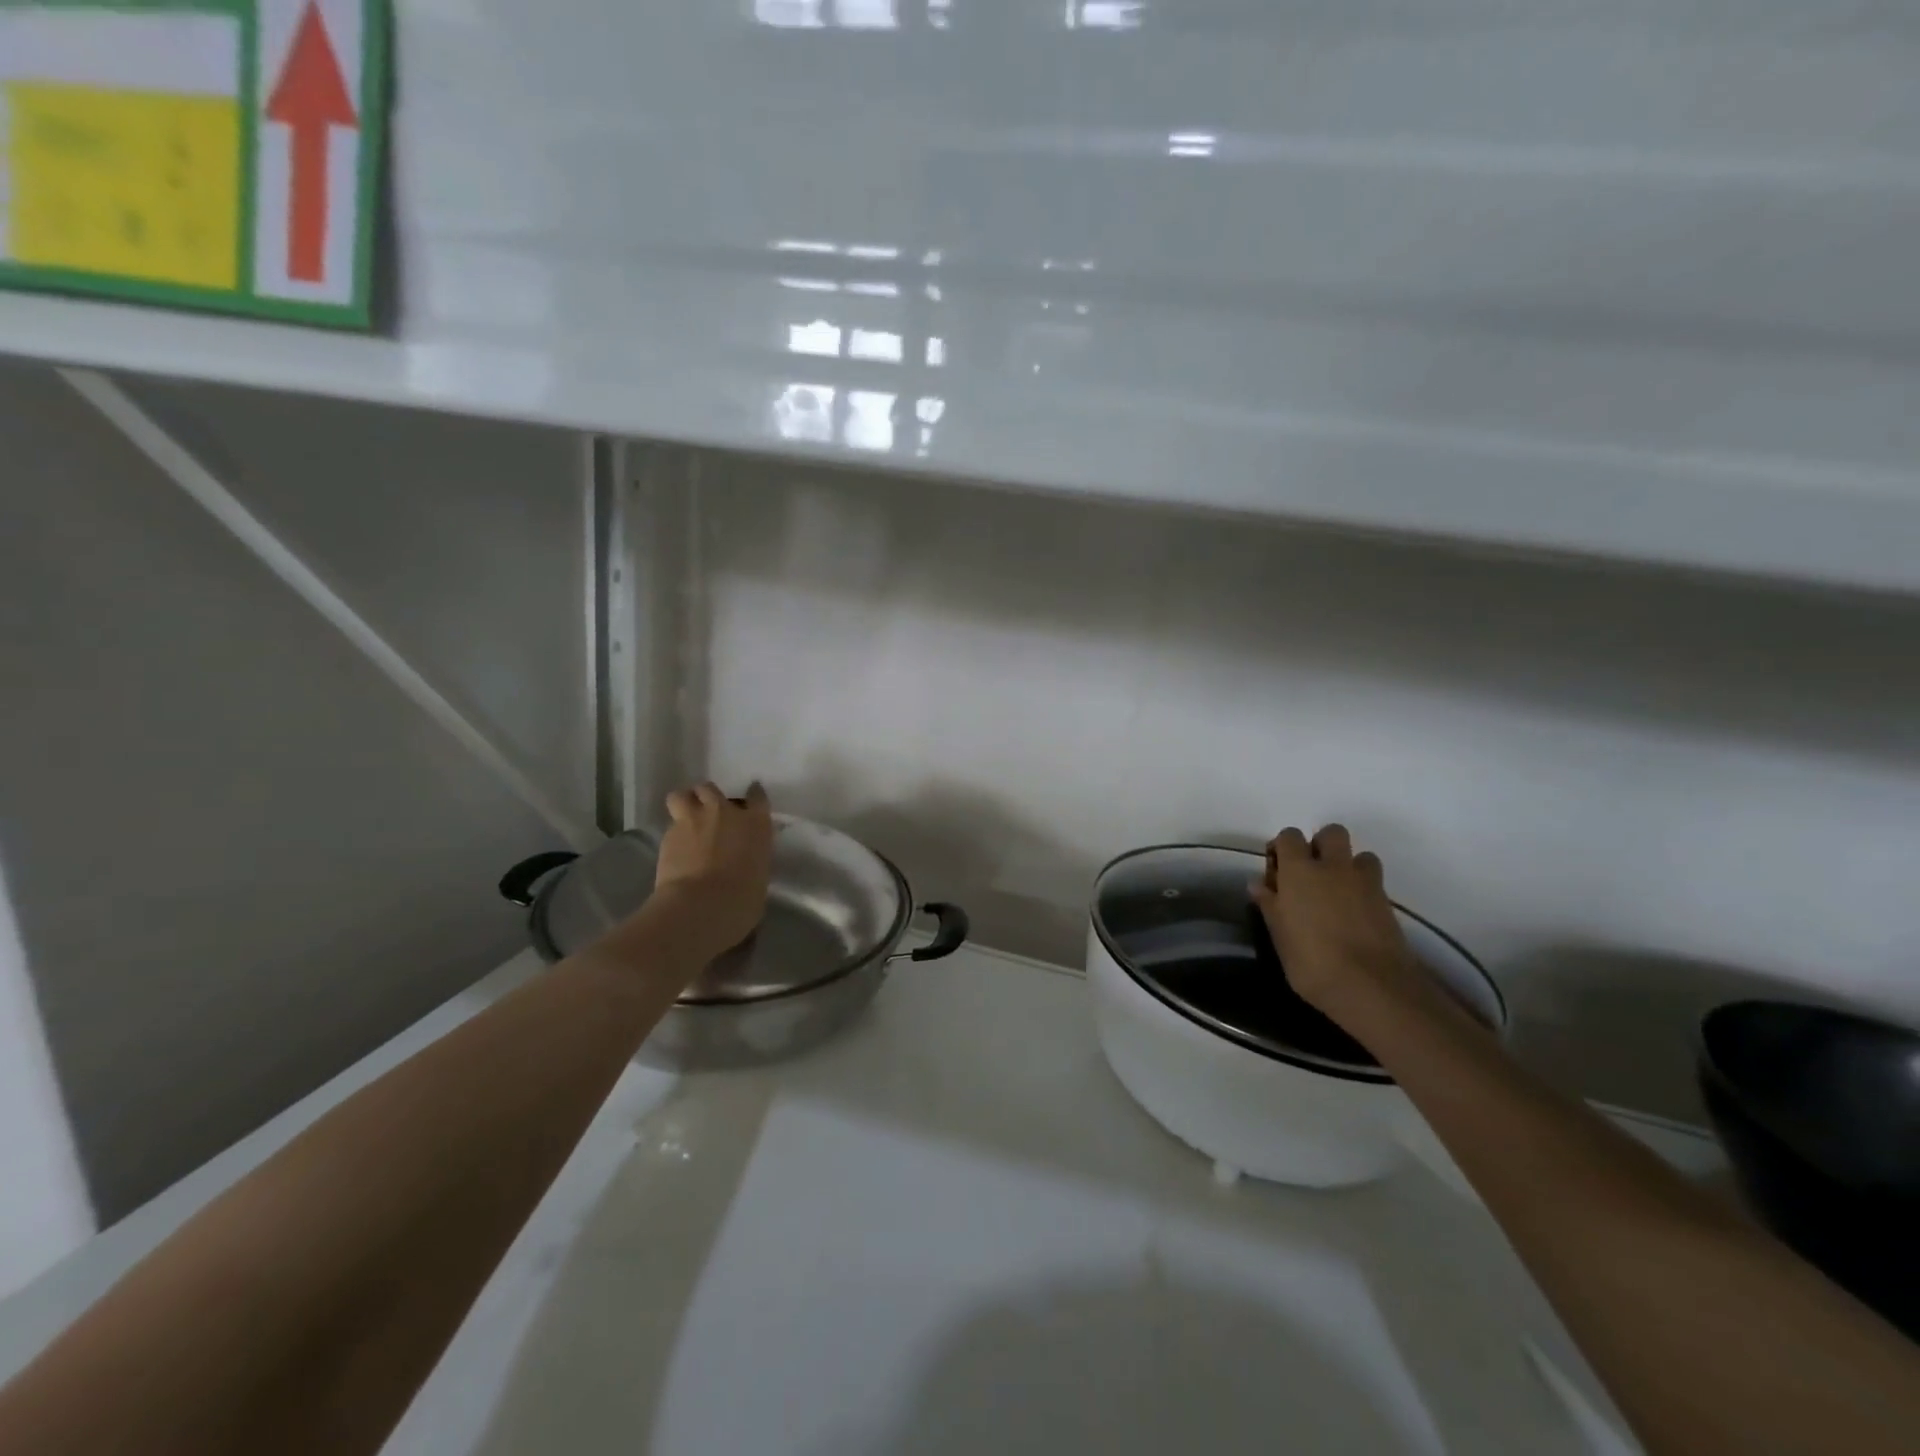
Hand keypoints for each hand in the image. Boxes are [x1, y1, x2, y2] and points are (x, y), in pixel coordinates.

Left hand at [652, 781, 773, 959]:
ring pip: (682, 795)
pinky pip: (670, 825)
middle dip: (709, 799)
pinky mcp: (668, 834)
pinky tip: (675, 851)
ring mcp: (693, 820)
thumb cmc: (742, 898)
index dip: (753, 796)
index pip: (757, 797)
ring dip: (684, 804)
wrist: (702, 905)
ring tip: (686, 821)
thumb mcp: (759, 875)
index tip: (750, 801)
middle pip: (712, 789)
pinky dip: (674, 835)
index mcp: (755, 823)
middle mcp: (724, 812)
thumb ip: (751, 858)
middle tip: (709, 815)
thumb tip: (742, 861)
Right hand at [1250, 824, 1435, 1025]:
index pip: (1289, 836)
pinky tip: (1355, 914)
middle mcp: (1334, 867)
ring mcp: (1366, 883)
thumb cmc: (1312, 962)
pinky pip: (1374, 882)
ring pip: (1360, 855)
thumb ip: (1270, 905)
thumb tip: (1258, 885)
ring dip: (1348, 866)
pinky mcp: (1388, 903)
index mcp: (1300, 870)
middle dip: (1321, 845)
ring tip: (1338, 893)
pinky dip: (1364, 889)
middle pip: (1331, 833)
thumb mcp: (1280, 936)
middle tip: (1310, 874)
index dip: (1282, 848)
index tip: (1277, 872)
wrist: (1373, 987)